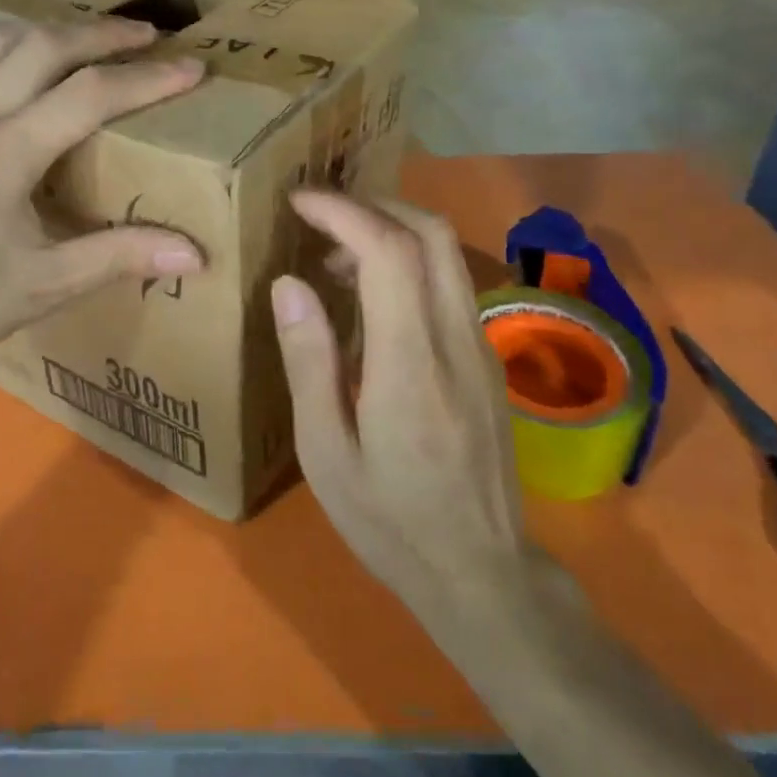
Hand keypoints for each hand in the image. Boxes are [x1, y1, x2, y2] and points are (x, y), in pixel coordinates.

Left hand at [0, 19, 204, 393]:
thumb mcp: (45, 287)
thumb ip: (119, 258)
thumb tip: (195, 255)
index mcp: (4, 154)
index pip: (90, 95)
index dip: (148, 79)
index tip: (192, 67)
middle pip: (42, 47)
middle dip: (101, 34)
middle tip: (147, 37)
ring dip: (43, 30)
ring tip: (82, 38)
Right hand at [271, 192, 562, 645]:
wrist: (485, 575)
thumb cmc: (391, 522)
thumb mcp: (327, 454)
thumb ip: (310, 362)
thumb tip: (290, 283)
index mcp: (410, 364)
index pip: (390, 253)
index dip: (345, 212)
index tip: (300, 201)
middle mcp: (455, 340)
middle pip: (431, 234)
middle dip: (372, 205)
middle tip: (318, 214)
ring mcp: (480, 347)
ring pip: (446, 253)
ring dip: (391, 230)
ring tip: (335, 253)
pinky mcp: (486, 359)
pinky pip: (449, 283)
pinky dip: (408, 261)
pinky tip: (370, 295)